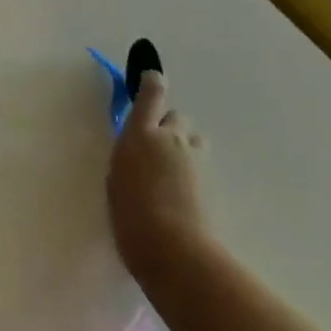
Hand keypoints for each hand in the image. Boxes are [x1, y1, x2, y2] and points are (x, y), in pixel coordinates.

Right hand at [108, 72, 211, 280]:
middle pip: (177, 117)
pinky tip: (184, 197)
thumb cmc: (131, 216)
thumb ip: (129, 157)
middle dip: (169, 128)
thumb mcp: (117, 180)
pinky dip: (193, 172)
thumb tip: (140, 151)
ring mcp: (196, 158)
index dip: (152, 83)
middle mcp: (171, 138)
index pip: (152, 93)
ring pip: (192, 139)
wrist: (175, 251)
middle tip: (158, 152)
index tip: (151, 79)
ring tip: (173, 176)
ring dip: (184, 148)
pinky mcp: (214, 180)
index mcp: (141, 134)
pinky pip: (201, 164)